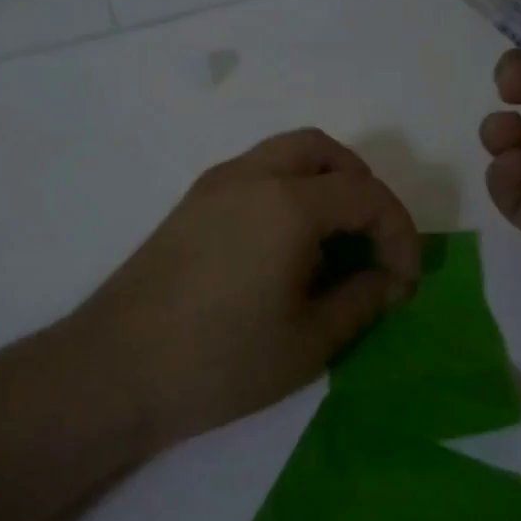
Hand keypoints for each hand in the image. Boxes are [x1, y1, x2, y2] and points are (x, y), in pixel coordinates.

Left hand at [75, 129, 421, 448]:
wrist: (115, 370)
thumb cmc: (221, 361)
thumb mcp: (310, 341)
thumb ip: (362, 300)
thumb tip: (389, 280)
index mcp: (289, 203)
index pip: (366, 195)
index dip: (399, 233)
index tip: (405, 280)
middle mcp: (252, 175)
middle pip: (324, 151)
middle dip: (362, 187)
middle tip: (372, 238)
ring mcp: (215, 184)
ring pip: (285, 153)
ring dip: (322, 181)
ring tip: (335, 238)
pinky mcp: (191, 202)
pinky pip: (255, 172)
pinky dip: (287, 189)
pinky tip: (286, 244)